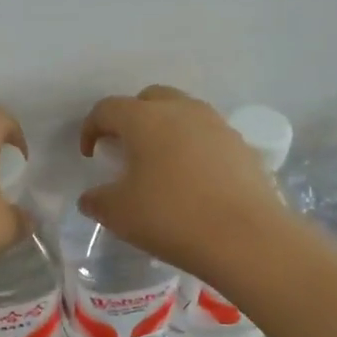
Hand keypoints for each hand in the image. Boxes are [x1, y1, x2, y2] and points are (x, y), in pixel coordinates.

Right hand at [78, 86, 292, 277]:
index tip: (90, 155)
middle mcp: (182, 110)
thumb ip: (97, 201)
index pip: (108, 109)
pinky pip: (208, 136)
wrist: (246, 238)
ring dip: (165, 130)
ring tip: (160, 164)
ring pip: (183, 113)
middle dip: (131, 118)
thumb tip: (92, 197)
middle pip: (149, 99)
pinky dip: (192, 148)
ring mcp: (217, 125)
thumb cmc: (171, 218)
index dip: (91, 128)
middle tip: (125, 149)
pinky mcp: (242, 146)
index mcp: (145, 119)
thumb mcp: (119, 214)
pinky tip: (192, 180)